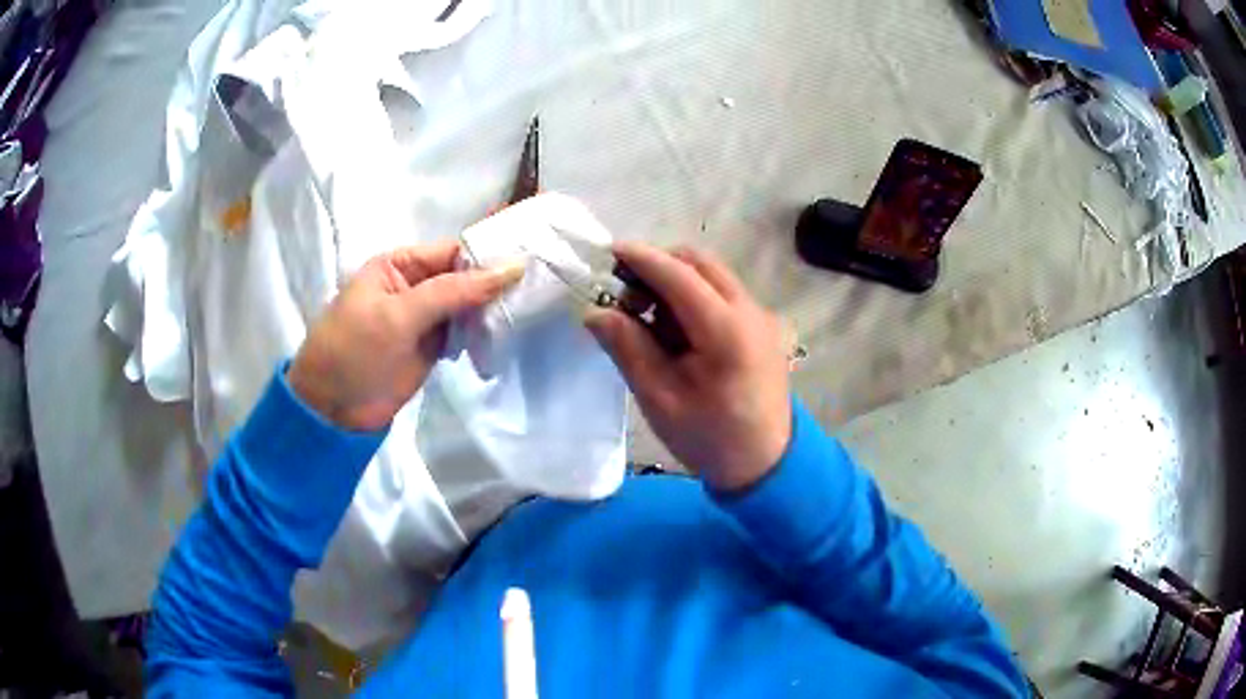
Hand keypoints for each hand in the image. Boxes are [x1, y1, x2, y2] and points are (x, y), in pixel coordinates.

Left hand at [288, 240, 523, 430]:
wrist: (333, 409)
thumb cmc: (354, 349)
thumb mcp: (399, 314)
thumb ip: (453, 292)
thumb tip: (511, 268)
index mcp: (399, 265)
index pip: (452, 252)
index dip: (489, 254)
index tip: (531, 258)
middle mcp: (415, 285)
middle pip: (464, 277)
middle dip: (496, 282)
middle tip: (543, 284)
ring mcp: (425, 318)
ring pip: (468, 305)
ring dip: (493, 308)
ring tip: (532, 308)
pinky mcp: (432, 346)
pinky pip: (464, 331)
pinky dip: (483, 333)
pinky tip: (507, 332)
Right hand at [584, 243, 791, 491]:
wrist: (766, 465)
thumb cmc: (709, 438)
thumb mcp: (659, 398)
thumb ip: (628, 348)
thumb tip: (596, 311)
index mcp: (726, 331)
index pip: (679, 275)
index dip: (642, 259)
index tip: (609, 253)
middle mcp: (750, 311)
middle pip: (700, 263)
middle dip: (659, 266)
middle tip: (628, 295)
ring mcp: (761, 317)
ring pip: (713, 275)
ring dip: (677, 281)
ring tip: (650, 318)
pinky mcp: (763, 327)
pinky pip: (724, 294)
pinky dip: (695, 297)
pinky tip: (678, 332)